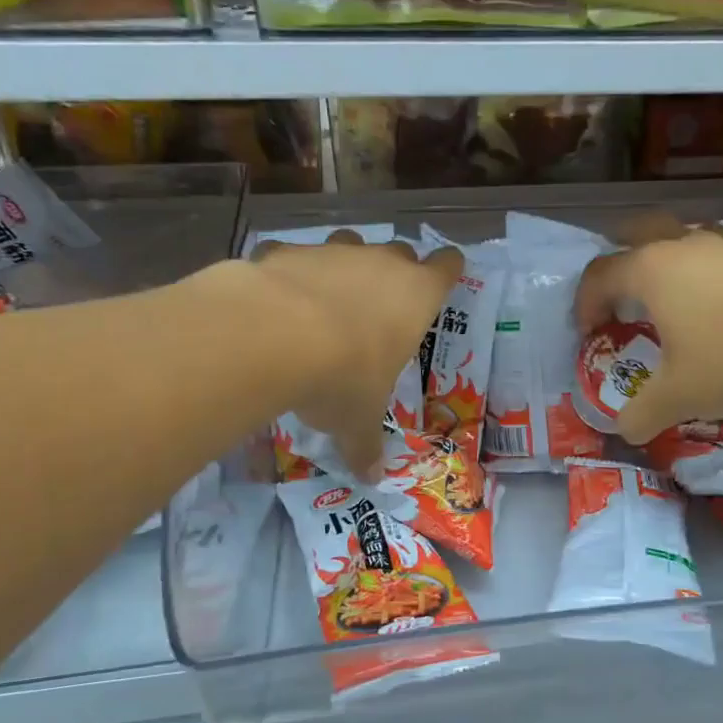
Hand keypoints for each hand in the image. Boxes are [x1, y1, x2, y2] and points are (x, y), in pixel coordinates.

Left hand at [252, 233, 461, 477]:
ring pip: (350, 244)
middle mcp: (380, 263)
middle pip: (400, 251)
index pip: (447, 266)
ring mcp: (333, 252)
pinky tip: (276, 301)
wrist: (274, 336)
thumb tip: (370, 478)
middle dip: (394, 271)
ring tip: (328, 300)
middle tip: (382, 303)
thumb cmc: (343, 377)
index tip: (445, 274)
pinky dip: (290, 273)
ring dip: (345, 266)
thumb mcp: (357, 420)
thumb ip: (365, 444)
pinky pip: (295, 256)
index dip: (448, 269)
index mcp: (416, 296)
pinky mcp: (287, 251)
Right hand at [573, 223, 722, 443]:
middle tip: (619, 298)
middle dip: (618, 263)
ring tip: (668, 301)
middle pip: (634, 235)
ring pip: (679, 239)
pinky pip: (715, 254)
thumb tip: (623, 430)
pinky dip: (702, 274)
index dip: (585, 305)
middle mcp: (682, 246)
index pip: (599, 275)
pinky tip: (716, 306)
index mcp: (651, 270)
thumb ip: (641, 414)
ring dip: (663, 264)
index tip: (590, 335)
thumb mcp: (679, 396)